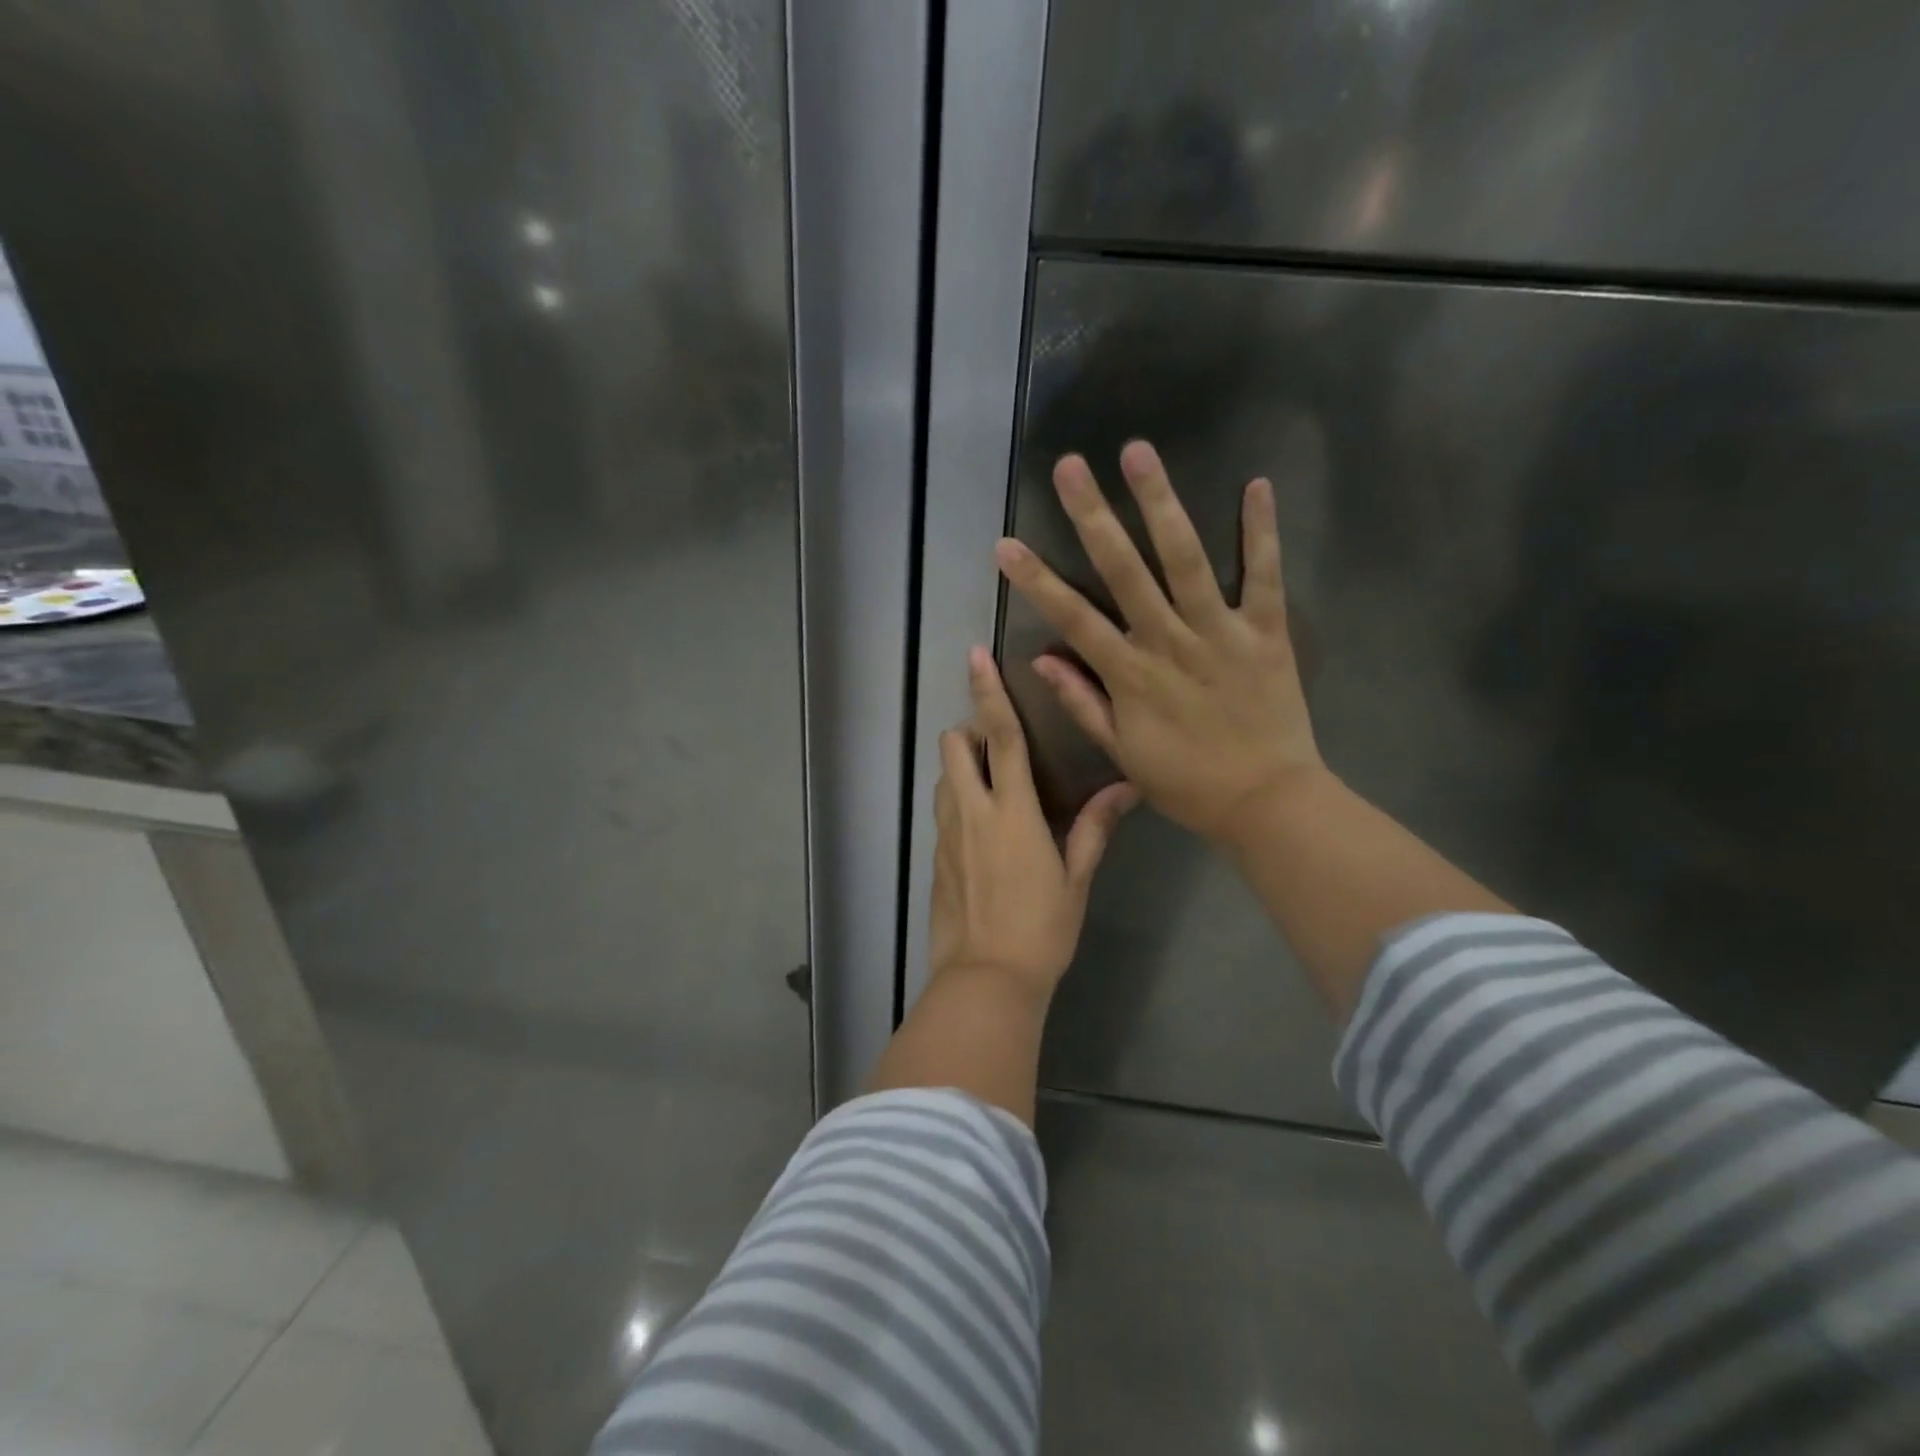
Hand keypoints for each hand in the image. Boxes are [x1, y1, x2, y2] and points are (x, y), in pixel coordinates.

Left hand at [929, 647, 1138, 993]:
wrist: (986, 980)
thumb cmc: (1042, 929)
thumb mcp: (1076, 878)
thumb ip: (1094, 827)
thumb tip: (1125, 788)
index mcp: (1012, 811)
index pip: (1001, 737)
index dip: (989, 693)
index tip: (976, 656)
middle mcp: (971, 812)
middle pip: (955, 746)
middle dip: (970, 731)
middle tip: (999, 747)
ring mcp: (947, 835)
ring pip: (943, 776)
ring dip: (962, 767)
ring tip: (993, 787)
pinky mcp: (935, 858)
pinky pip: (943, 811)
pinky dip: (958, 802)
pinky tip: (982, 831)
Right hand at [994, 439, 1324, 846]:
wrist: (1266, 802)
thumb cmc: (1187, 782)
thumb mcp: (1122, 753)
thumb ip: (1083, 703)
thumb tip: (1042, 660)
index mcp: (1131, 675)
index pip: (1073, 619)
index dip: (1036, 581)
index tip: (1006, 545)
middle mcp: (1169, 642)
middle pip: (1124, 572)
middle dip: (1093, 516)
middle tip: (1070, 466)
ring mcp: (1219, 632)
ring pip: (1185, 559)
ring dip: (1160, 504)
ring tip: (1138, 452)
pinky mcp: (1267, 632)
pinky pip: (1264, 575)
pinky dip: (1261, 532)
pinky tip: (1256, 485)